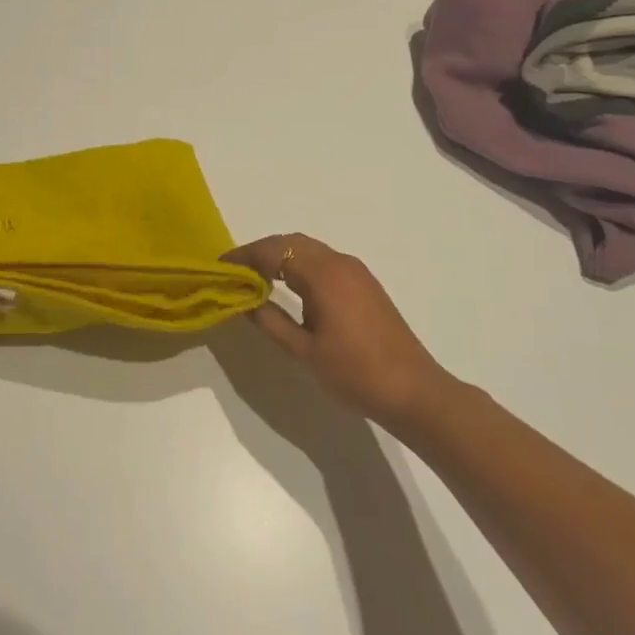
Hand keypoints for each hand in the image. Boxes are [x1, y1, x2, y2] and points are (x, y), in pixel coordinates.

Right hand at [224, 233, 454, 430]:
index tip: (220, 267)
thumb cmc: (355, 373)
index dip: (244, 256)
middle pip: (291, 242)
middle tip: (234, 270)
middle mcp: (340, 263)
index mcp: (324, 275)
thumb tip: (245, 301)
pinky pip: (323, 260)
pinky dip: (299, 264)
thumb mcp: (304, 351)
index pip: (274, 252)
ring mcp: (356, 272)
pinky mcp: (364, 284)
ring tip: (255, 277)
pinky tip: (287, 286)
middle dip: (260, 251)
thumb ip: (271, 322)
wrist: (414, 392)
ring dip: (280, 255)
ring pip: (308, 249)